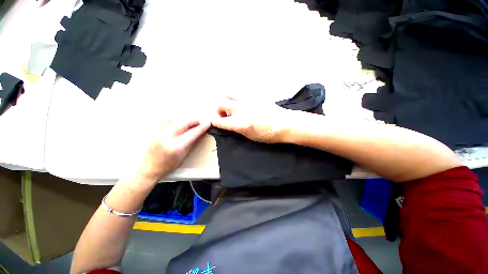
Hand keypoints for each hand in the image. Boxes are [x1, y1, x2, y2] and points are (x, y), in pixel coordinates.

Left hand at [135, 120, 210, 181]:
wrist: (148, 168)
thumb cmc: (166, 166)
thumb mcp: (183, 155)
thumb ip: (192, 142)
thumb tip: (199, 133)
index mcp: (176, 146)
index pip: (193, 133)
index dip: (202, 127)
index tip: (207, 123)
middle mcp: (166, 137)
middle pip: (184, 123)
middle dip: (194, 121)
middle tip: (199, 122)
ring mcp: (158, 133)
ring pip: (177, 123)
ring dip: (185, 124)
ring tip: (189, 128)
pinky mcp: (154, 131)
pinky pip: (169, 125)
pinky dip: (176, 126)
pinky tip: (178, 130)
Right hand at [212, 98, 291, 142]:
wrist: (285, 124)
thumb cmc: (269, 135)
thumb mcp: (250, 136)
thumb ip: (237, 129)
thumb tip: (229, 123)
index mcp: (240, 123)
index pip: (219, 121)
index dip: (216, 122)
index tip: (218, 123)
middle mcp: (241, 109)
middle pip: (220, 103)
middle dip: (219, 110)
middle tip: (225, 115)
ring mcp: (247, 100)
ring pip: (229, 94)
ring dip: (228, 101)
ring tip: (234, 107)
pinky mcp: (254, 95)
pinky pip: (241, 93)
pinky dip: (238, 98)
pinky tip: (245, 104)